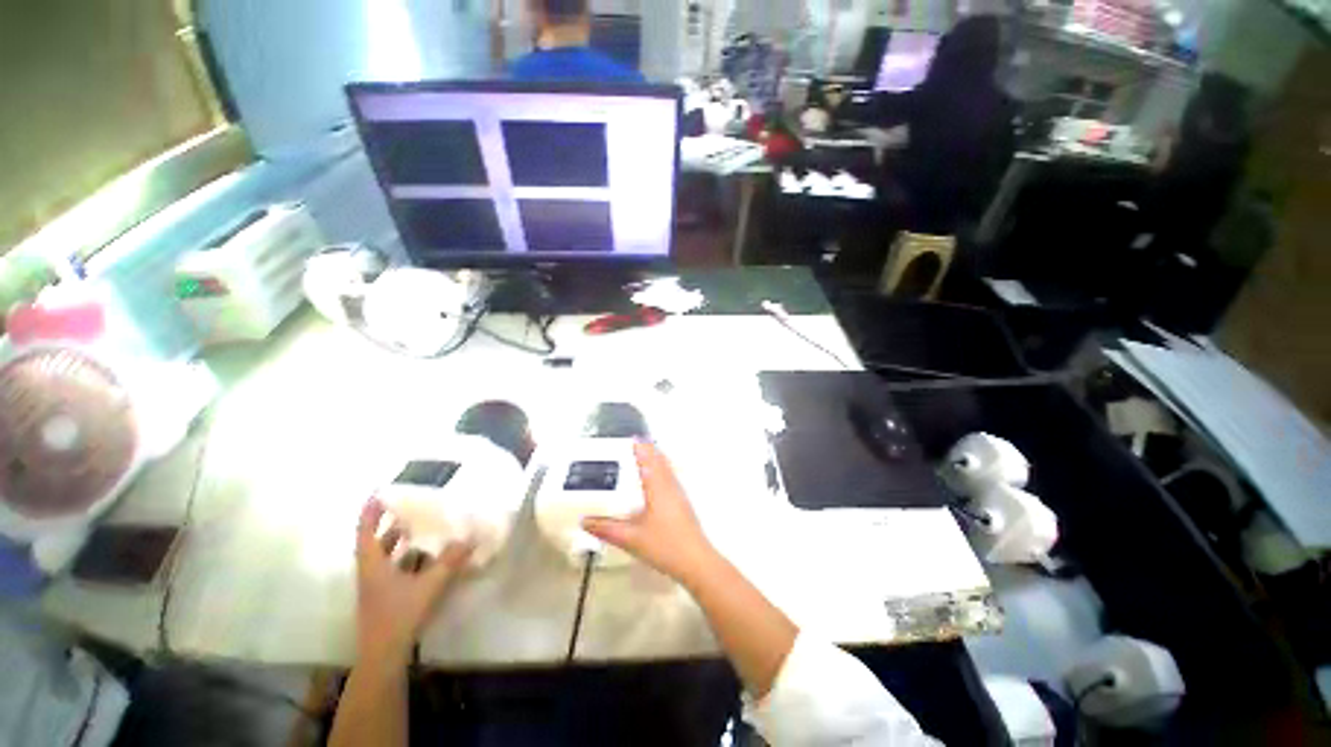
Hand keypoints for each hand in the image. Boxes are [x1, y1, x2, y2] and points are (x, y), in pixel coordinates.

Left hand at [354, 499, 471, 664]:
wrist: (383, 656)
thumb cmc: (400, 615)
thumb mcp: (429, 585)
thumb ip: (449, 561)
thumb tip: (470, 537)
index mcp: (372, 565)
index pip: (365, 532)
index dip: (370, 512)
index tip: (378, 494)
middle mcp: (370, 573)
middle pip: (373, 543)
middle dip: (387, 525)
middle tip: (405, 509)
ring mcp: (375, 588)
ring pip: (382, 558)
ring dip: (396, 543)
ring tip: (416, 529)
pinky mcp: (383, 598)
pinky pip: (392, 570)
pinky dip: (404, 560)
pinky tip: (424, 559)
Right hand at [583, 442, 716, 584]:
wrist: (696, 561)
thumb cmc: (664, 545)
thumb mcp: (630, 538)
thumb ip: (606, 528)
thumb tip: (584, 520)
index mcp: (658, 487)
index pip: (649, 459)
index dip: (640, 448)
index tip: (630, 439)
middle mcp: (670, 485)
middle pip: (660, 460)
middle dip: (648, 451)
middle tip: (633, 446)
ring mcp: (679, 494)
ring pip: (667, 469)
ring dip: (656, 460)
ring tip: (643, 458)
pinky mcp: (683, 503)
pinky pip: (671, 478)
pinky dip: (662, 471)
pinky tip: (655, 483)